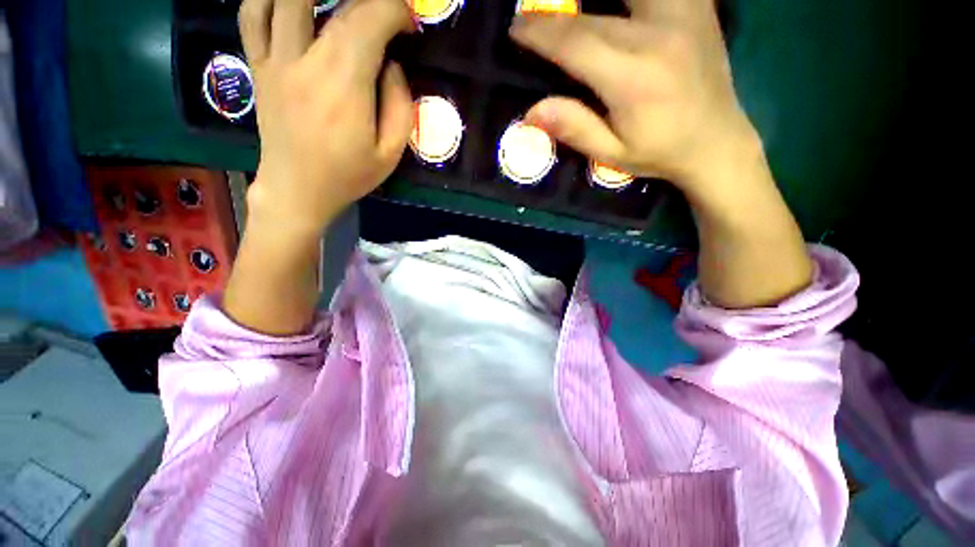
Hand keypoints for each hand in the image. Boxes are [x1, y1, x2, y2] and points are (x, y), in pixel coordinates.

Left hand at [239, 0, 413, 235]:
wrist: (297, 189)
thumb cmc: (348, 175)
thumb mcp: (390, 154)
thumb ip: (400, 107)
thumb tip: (392, 66)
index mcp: (344, 87)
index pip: (368, 22)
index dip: (393, 11)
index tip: (408, 22)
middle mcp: (306, 63)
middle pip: (335, 5)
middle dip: (369, 0)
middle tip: (384, 12)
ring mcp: (275, 61)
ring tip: (341, 2)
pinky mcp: (258, 66)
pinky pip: (252, 15)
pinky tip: (290, 3)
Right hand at [510, 0, 762, 211]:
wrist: (716, 141)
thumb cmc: (659, 153)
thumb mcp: (611, 153)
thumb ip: (574, 128)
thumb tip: (531, 113)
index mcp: (632, 77)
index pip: (575, 42)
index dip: (539, 31)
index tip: (516, 27)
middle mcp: (657, 34)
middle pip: (593, 14)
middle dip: (555, 15)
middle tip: (531, 17)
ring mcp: (683, 13)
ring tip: (573, 7)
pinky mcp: (697, 7)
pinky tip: (619, 7)